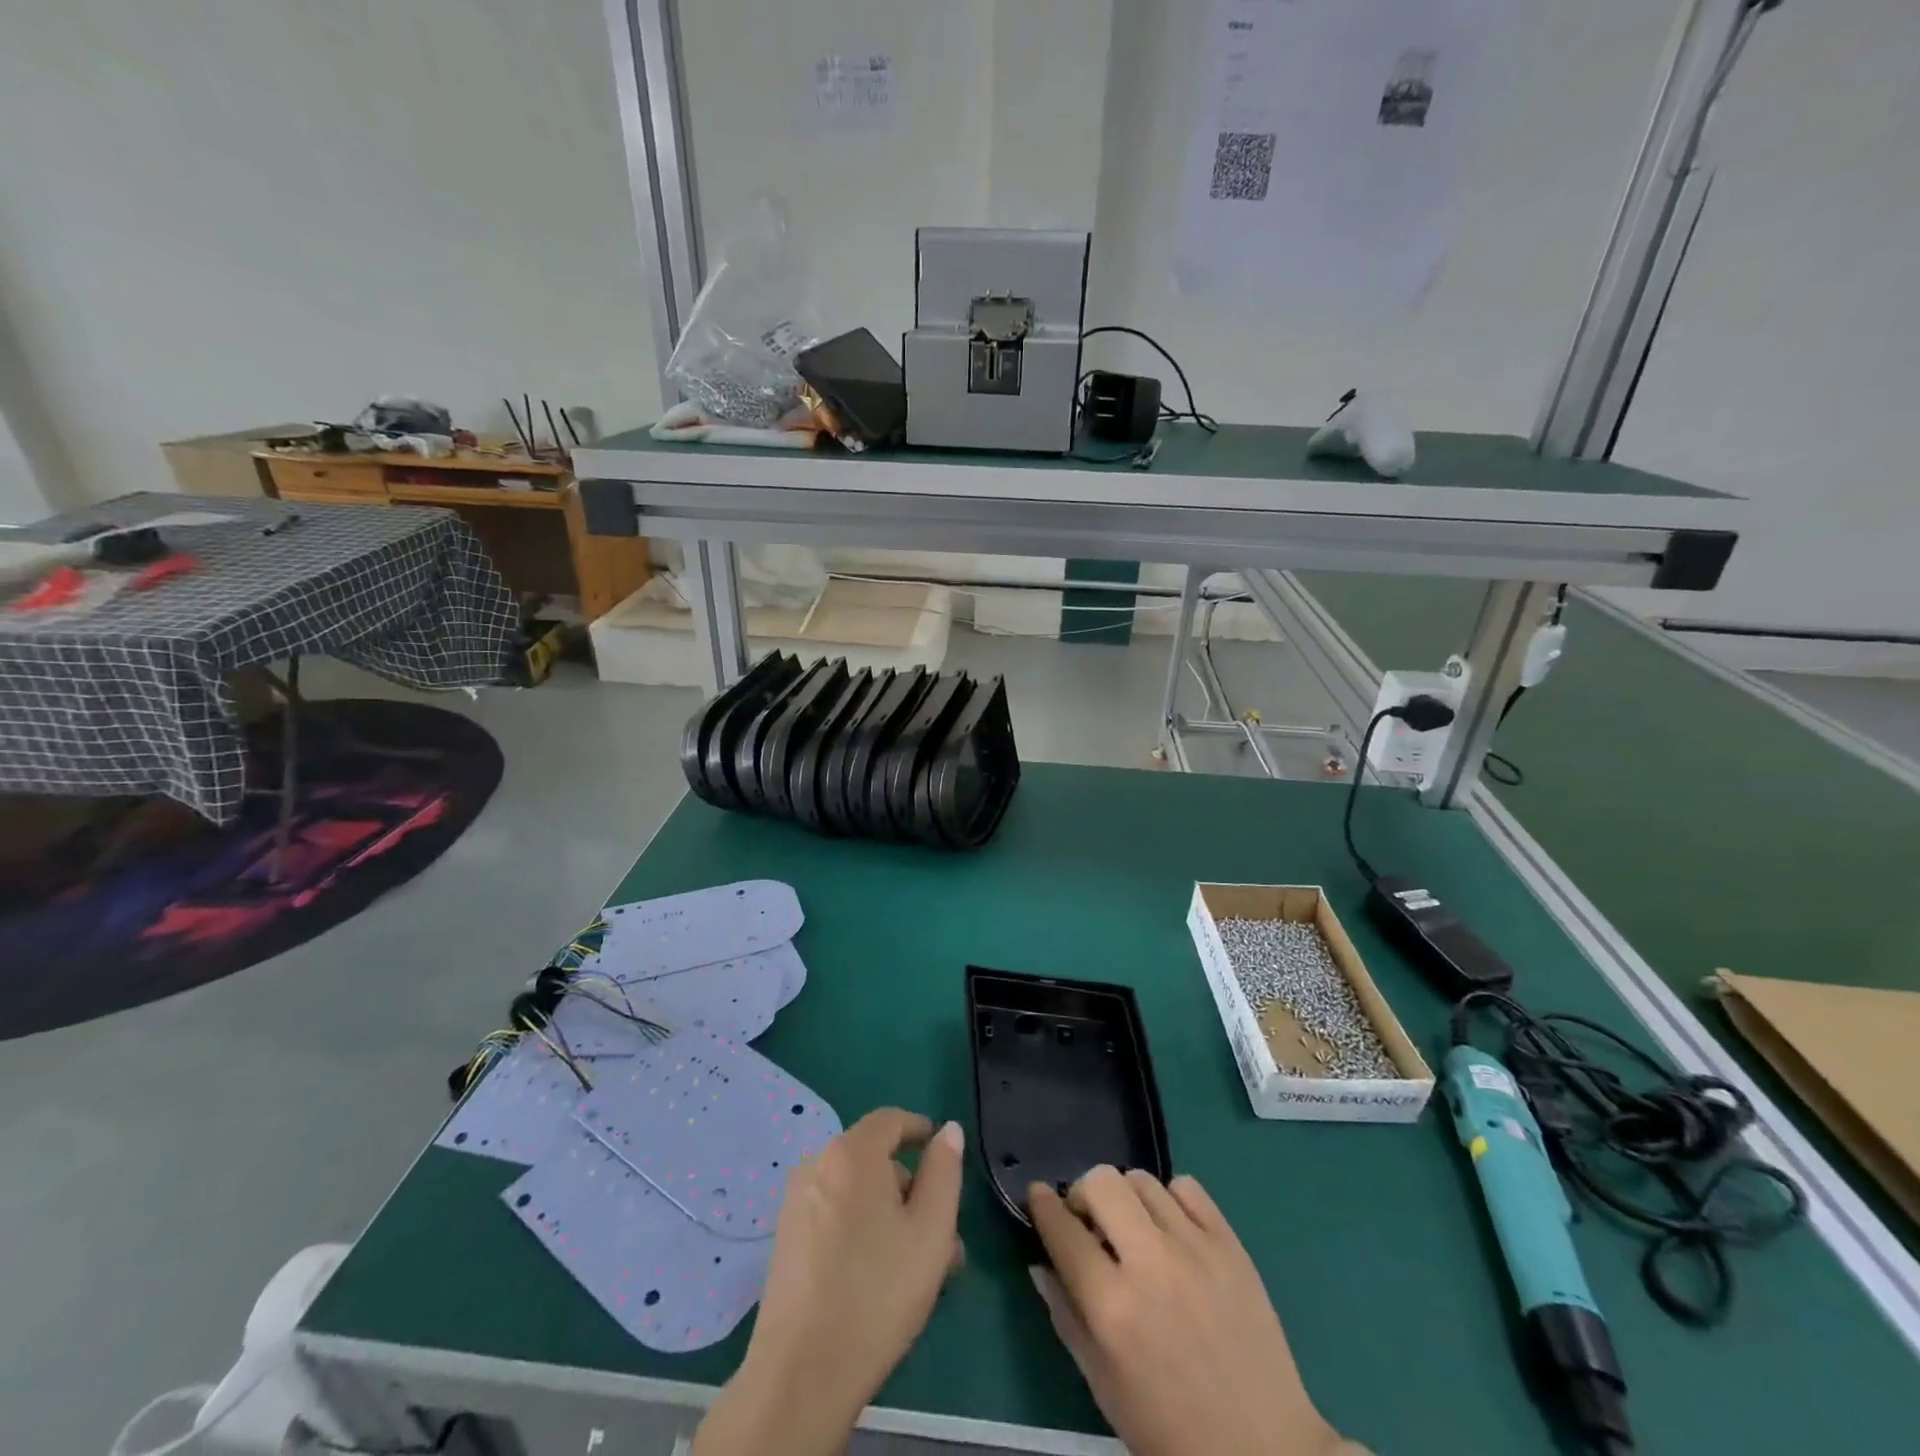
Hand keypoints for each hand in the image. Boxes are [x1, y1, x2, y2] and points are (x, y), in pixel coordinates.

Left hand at [693, 1109, 965, 1455]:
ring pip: (857, 1194)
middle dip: (911, 1188)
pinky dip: (863, 1229)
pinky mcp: (786, 1240)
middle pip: (874, 1160)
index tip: (943, 1151)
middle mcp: (818, 1166)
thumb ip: (944, 1172)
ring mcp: (797, 1204)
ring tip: (921, 1265)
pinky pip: (835, 1216)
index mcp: (851, 1153)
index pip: (890, 1120)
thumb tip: (948, 1131)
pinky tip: (883, 1275)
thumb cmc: (877, 1291)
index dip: (920, 1129)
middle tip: (943, 1233)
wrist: (801, 1372)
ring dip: (891, 1215)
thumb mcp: (931, 1230)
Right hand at [1029, 1167, 1349, 1455]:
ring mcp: (1195, 1249)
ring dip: (1126, 1198)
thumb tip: (1038, 1262)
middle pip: (1101, 1182)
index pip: (1062, 1230)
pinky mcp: (1231, 1244)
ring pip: (1142, 1179)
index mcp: (1112, 1307)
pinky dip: (1170, 1200)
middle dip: (1083, 1193)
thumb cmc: (1170, 1431)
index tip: (1036, 1195)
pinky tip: (1172, 1230)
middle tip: (1089, 1221)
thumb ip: (1065, 1316)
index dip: (1041, 1205)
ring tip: (1133, 1229)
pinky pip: (1188, 1188)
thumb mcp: (1102, 1385)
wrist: (1262, 1453)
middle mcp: (1150, 1265)